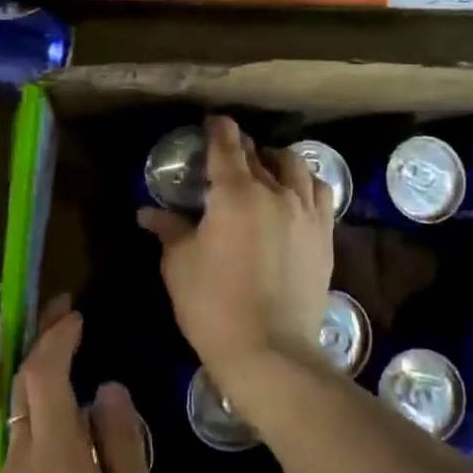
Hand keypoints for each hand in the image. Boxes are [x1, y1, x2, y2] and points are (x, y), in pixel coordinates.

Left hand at [0, 301, 169, 472]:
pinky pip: (20, 440)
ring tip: (69, 355)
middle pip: (23, 387)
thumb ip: (124, 452)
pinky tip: (64, 418)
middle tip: (68, 314)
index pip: (44, 376)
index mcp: (55, 463)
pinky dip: (38, 408)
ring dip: (39, 375)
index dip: (57, 337)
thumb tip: (110, 389)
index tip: (78, 310)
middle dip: (41, 343)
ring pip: (18, 414)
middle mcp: (22, 468)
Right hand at [137, 115, 332, 392]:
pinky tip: (296, 194)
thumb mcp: (179, 265)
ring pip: (295, 166)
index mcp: (235, 193)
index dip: (218, 129)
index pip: (226, 146)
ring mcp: (305, 212)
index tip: (212, 122)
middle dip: (241, 149)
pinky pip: (320, 193)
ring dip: (276, 160)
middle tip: (228, 156)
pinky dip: (305, 183)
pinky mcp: (325, 235)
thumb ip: (168, 229)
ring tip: (266, 169)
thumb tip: (148, 212)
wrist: (270, 350)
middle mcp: (275, 192)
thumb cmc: (213, 305)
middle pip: (259, 155)